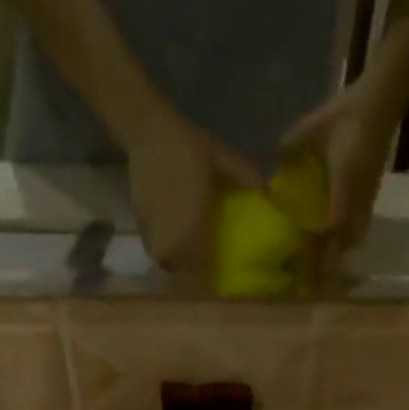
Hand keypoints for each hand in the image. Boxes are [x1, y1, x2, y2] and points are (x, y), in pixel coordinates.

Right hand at [126, 110, 262, 275]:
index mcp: (194, 224)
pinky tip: (171, 239)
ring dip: (175, 263)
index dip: (207, 278)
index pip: (201, 265)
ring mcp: (153, 228)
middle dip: (190, 275)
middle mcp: (173, 233)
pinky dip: (163, 248)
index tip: (216, 279)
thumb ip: (245, 175)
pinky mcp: (140, 219)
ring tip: (186, 259)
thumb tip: (268, 192)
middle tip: (202, 271)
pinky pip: (152, 245)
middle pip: (180, 269)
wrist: (148, 129)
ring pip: (164, 259)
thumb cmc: (188, 145)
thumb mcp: (222, 157)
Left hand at [279, 79, 400, 280]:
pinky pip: (356, 230)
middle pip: (344, 243)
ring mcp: (367, 200)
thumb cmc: (345, 114)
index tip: (301, 268)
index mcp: (344, 183)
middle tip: (307, 286)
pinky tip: (330, 252)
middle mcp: (358, 198)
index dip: (317, 250)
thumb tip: (270, 179)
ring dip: (336, 258)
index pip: (331, 226)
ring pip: (352, 239)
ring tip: (319, 277)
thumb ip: (289, 153)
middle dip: (326, 266)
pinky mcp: (369, 198)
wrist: (380, 102)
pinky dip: (343, 244)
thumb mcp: (310, 130)